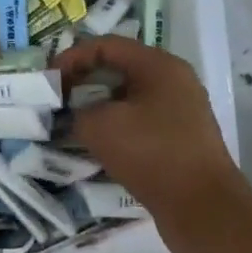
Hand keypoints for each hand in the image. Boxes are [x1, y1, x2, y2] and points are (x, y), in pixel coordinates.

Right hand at [54, 36, 251, 240]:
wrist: (202, 207)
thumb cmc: (151, 154)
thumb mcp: (99, 127)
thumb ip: (78, 110)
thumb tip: (78, 113)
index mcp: (158, 66)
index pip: (107, 45)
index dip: (72, 57)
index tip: (49, 79)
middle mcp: (174, 81)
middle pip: (119, 68)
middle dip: (84, 80)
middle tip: (57, 98)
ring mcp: (180, 110)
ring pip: (129, 96)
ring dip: (98, 105)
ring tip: (73, 122)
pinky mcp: (180, 137)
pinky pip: (140, 119)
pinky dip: (116, 125)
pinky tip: (98, 144)